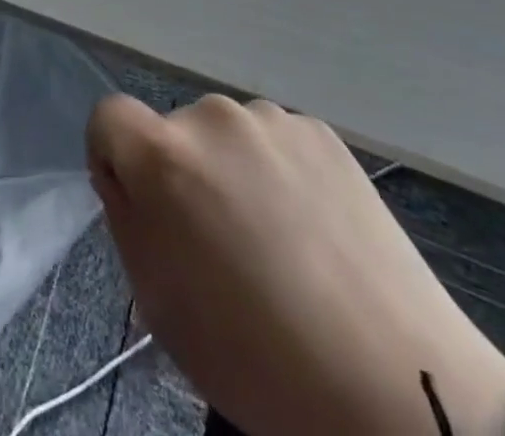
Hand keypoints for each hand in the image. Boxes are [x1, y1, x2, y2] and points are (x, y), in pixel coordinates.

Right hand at [88, 95, 504, 435]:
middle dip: (181, 174)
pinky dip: (278, 173)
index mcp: (163, 156)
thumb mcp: (160, 304)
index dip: (114, 159)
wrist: (396, 388)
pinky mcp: (321, 131)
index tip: (143, 209)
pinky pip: (275, 142)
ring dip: (231, 171)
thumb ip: (129, 220)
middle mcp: (212, 117)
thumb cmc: (258, 359)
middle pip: (172, 132)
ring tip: (277, 242)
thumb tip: (128, 179)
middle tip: (220, 245)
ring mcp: (272, 119)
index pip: (108, 117)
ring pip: (226, 138)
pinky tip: (314, 232)